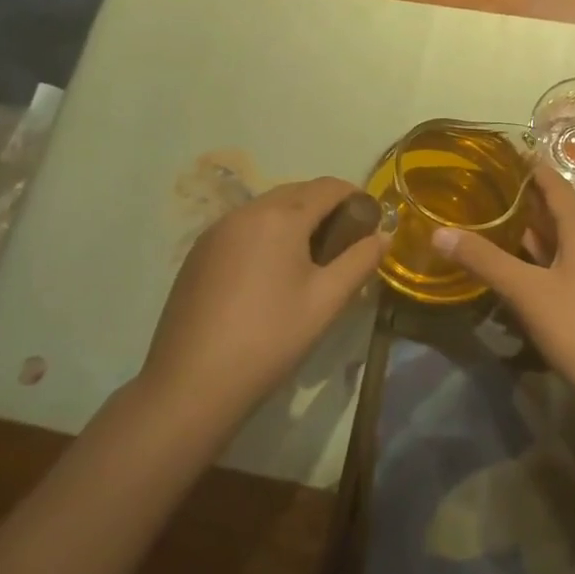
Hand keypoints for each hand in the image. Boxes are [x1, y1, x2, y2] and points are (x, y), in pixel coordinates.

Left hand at [140, 178, 386, 424]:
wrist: (190, 386)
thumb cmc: (269, 339)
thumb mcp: (326, 301)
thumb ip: (360, 261)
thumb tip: (384, 234)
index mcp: (281, 216)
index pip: (329, 187)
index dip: (356, 196)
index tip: (371, 222)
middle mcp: (246, 211)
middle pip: (298, 192)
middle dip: (326, 207)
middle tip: (344, 242)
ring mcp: (216, 231)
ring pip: (268, 208)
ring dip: (294, 219)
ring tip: (309, 258)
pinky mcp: (198, 253)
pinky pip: (243, 227)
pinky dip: (266, 234)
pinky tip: (269, 273)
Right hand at [432, 164, 574, 427]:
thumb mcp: (527, 292)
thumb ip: (485, 261)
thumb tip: (439, 232)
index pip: (554, 186)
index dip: (531, 168)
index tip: (504, 153)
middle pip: (555, 212)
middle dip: (523, 199)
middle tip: (485, 187)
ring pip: (558, 241)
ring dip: (529, 230)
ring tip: (492, 221)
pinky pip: (561, 266)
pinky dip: (537, 259)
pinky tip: (515, 270)